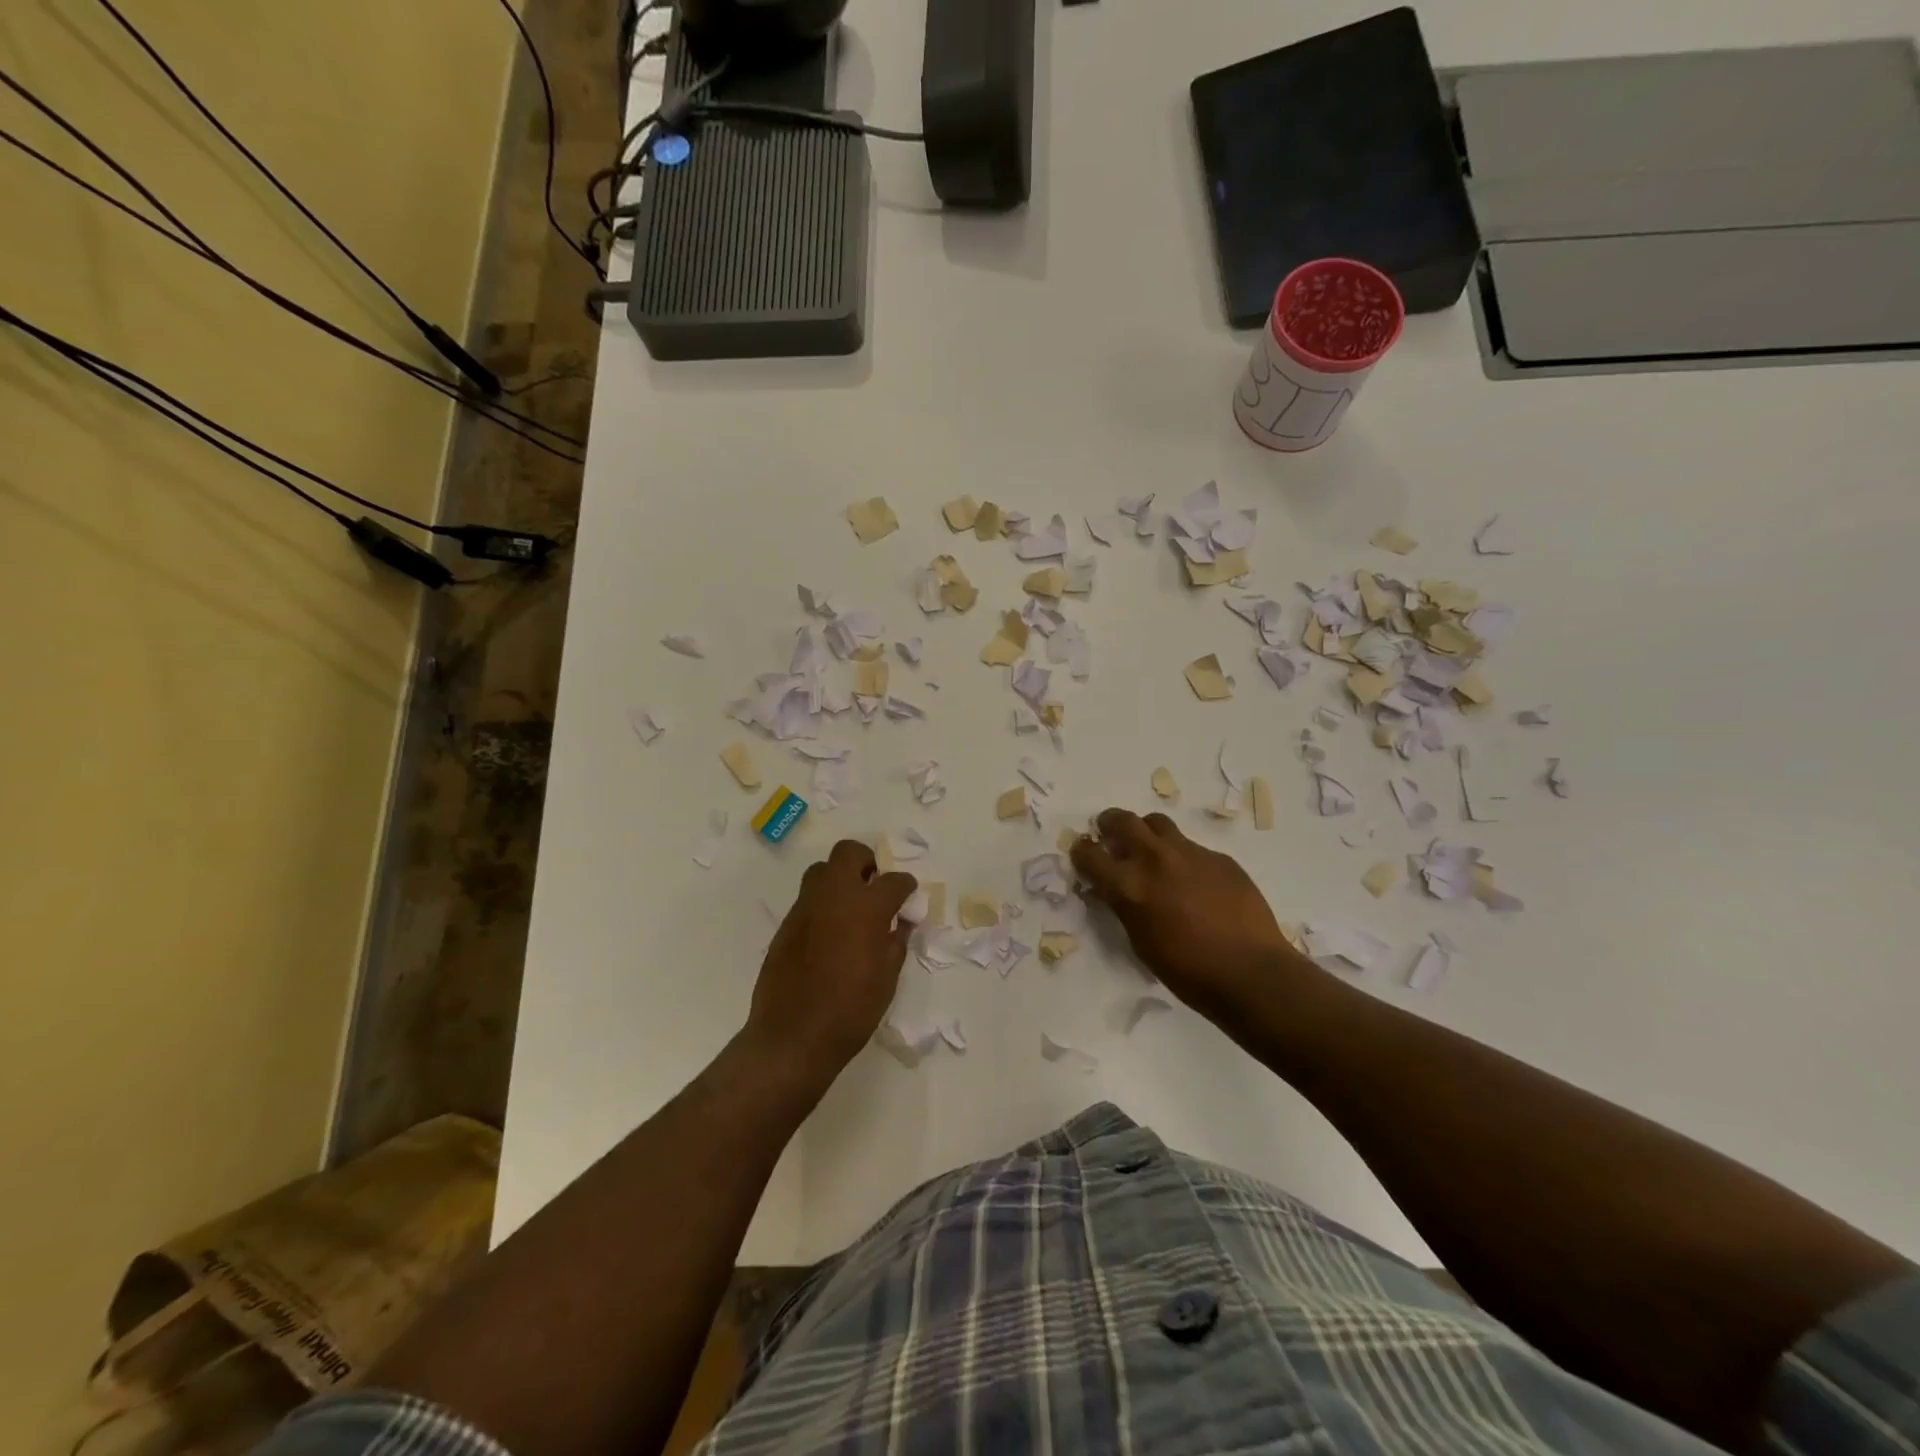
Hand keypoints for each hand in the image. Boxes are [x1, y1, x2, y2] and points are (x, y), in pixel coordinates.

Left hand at [747, 840, 917, 1075]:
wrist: (793, 1036)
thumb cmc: (851, 1010)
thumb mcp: (887, 978)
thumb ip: (896, 941)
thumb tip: (899, 923)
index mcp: (866, 907)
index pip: (894, 881)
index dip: (905, 886)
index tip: (907, 895)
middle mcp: (834, 896)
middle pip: (849, 853)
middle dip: (866, 862)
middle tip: (873, 886)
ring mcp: (805, 907)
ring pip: (822, 871)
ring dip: (839, 879)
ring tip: (850, 907)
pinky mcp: (786, 924)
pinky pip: (807, 900)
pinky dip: (822, 905)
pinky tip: (829, 933)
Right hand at [1070, 809, 1304, 1020]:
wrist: (1251, 972)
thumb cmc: (1188, 971)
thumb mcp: (1140, 942)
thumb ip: (1124, 907)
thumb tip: (1116, 891)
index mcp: (1128, 885)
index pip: (1089, 853)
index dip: (1082, 853)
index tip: (1084, 855)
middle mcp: (1155, 859)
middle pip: (1122, 820)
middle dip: (1109, 824)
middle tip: (1111, 836)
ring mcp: (1190, 853)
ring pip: (1158, 824)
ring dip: (1147, 833)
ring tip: (1152, 851)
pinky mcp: (1219, 857)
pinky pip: (1192, 847)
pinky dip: (1183, 857)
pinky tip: (1195, 882)